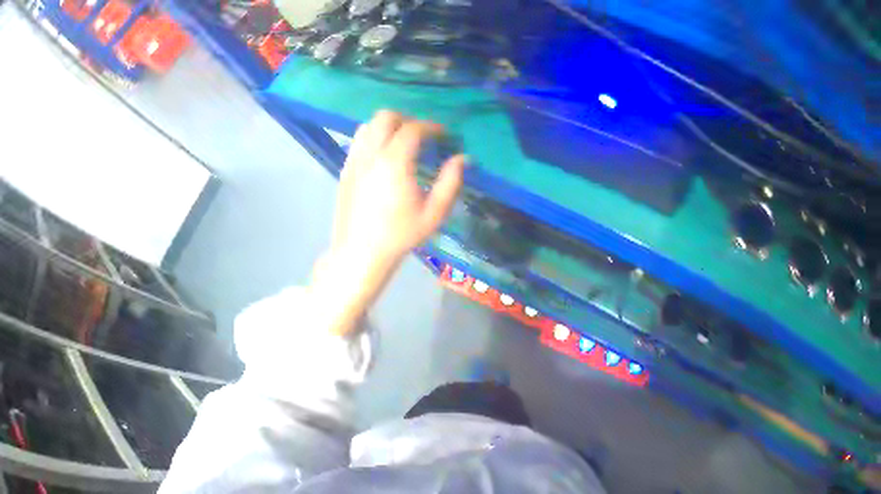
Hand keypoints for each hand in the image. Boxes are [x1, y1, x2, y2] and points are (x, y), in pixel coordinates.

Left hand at [333, 111, 465, 267]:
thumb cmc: (399, 235)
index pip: (413, 128)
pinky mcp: (345, 169)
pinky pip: (358, 140)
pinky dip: (373, 137)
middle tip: (422, 136)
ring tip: (401, 143)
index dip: (432, 127)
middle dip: (407, 120)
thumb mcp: (433, 213)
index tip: (444, 135)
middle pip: (386, 117)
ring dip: (387, 126)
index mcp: (394, 163)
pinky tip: (383, 156)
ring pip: (369, 125)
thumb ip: (450, 182)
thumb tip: (462, 158)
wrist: (360, 252)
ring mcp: (354, 160)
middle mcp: (371, 154)